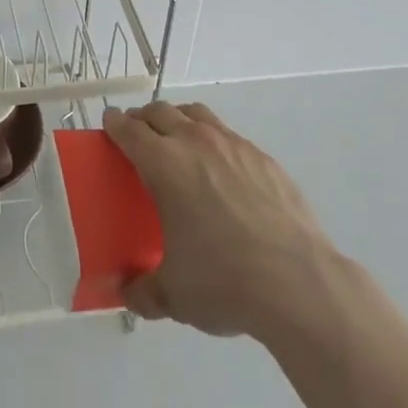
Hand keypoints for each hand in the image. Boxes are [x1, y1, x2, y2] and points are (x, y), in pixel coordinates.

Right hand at [104, 100, 338, 340]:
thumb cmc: (224, 281)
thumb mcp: (174, 295)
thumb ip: (144, 290)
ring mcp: (233, 145)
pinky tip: (223, 172)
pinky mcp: (264, 158)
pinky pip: (230, 137)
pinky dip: (215, 142)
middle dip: (144, 118)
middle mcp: (195, 142)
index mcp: (164, 164)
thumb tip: (127, 293)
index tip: (110, 123)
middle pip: (161, 112)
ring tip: (178, 141)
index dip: (115, 124)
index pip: (129, 130)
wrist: (298, 283)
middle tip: (138, 134)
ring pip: (197, 115)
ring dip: (180, 119)